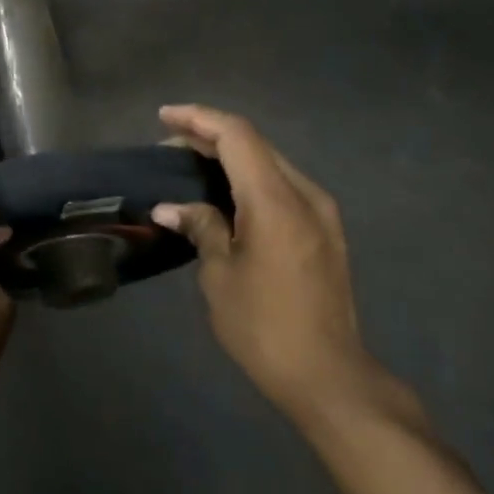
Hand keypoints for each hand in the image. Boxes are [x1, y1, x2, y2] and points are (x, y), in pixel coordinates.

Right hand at [152, 105, 377, 426]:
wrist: (329, 376)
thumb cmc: (264, 327)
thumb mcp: (220, 276)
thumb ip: (201, 228)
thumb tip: (171, 207)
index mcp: (276, 201)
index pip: (237, 136)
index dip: (198, 119)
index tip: (163, 117)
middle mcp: (305, 194)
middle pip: (255, 144)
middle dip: (210, 135)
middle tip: (169, 144)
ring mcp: (321, 212)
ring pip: (270, 164)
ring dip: (231, 157)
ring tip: (190, 165)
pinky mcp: (325, 231)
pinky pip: (282, 187)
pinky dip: (249, 179)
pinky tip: (224, 195)